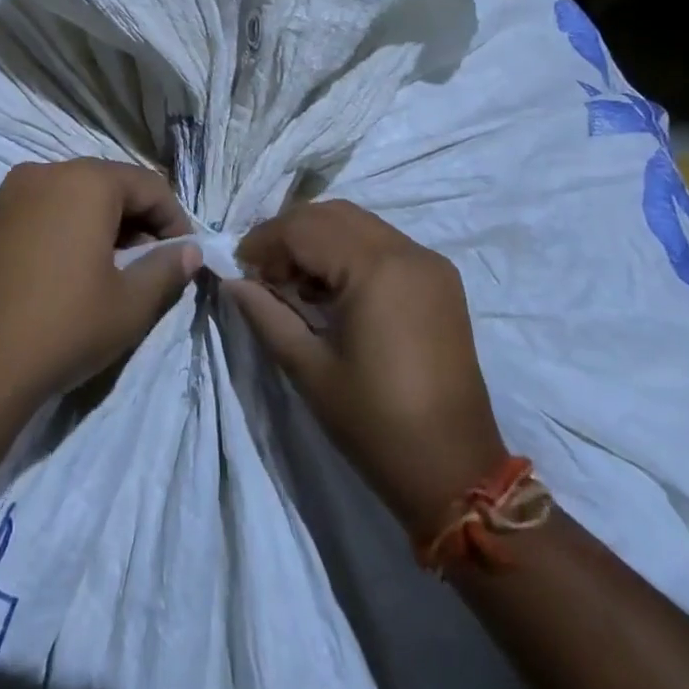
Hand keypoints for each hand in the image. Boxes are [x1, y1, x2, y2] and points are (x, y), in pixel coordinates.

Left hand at [0, 159, 202, 408]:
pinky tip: (66, 269)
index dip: (174, 219)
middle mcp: (45, 172)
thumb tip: (189, 251)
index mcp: (85, 181)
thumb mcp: (131, 304)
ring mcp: (9, 193)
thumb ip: (167, 269)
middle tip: (150, 263)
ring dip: (99, 222)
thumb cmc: (65, 326)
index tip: (183, 256)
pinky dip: (63, 227)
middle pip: (107, 184)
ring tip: (109, 268)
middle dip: (136, 219)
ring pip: (71, 195)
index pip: (148, 185)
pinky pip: (39, 210)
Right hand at [224, 200, 506, 534]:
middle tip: (264, 271)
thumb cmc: (376, 425)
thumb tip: (232, 281)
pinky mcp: (440, 278)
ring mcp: (429, 262)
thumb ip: (266, 315)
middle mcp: (406, 251)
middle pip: (331, 214)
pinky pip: (382, 242)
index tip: (239, 266)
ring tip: (294, 280)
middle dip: (289, 234)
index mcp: (376, 269)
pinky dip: (348, 249)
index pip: (304, 228)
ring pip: (357, 222)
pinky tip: (331, 287)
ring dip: (318, 238)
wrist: (457, 474)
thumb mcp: (309, 369)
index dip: (264, 241)